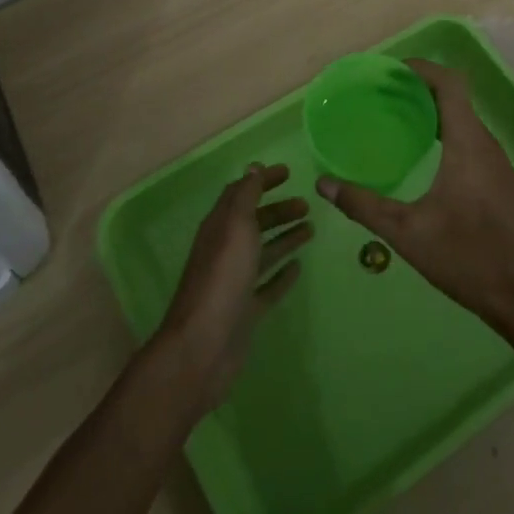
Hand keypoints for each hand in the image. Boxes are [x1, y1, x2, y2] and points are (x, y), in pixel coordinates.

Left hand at [155, 163, 310, 411]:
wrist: (203, 346)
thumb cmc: (222, 278)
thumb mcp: (235, 227)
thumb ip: (245, 196)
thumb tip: (252, 166)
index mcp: (220, 227)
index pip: (241, 194)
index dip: (263, 181)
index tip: (288, 173)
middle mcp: (226, 250)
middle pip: (254, 222)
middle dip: (279, 210)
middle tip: (307, 205)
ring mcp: (235, 281)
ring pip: (263, 252)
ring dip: (285, 238)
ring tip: (311, 229)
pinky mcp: (246, 309)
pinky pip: (267, 284)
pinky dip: (282, 274)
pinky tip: (298, 268)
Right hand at [315, 59, 513, 332]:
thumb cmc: (466, 257)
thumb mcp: (406, 232)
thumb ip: (363, 205)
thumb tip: (324, 184)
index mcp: (468, 143)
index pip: (450, 84)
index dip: (421, 69)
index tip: (390, 71)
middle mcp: (486, 144)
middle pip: (455, 98)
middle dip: (420, 89)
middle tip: (382, 95)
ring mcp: (496, 163)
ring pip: (463, 120)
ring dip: (432, 111)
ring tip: (396, 119)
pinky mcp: (498, 181)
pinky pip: (469, 139)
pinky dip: (444, 132)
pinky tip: (421, 155)